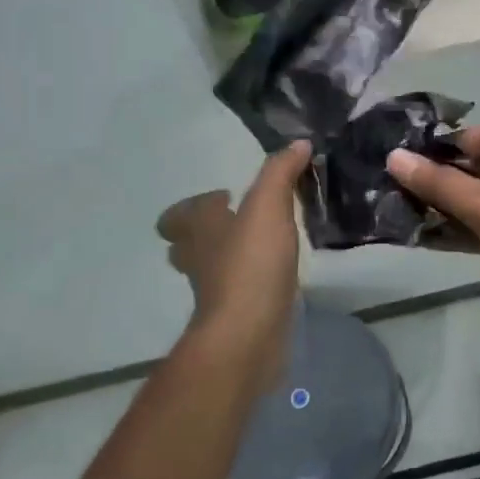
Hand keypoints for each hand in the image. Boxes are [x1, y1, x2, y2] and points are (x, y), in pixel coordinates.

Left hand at [155, 141, 310, 386]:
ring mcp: (214, 291)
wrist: (247, 334)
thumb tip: (298, 144)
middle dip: (205, 232)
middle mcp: (199, 258)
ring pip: (210, 268)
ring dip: (227, 257)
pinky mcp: (234, 315)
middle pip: (186, 243)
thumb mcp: (269, 207)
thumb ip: (281, 173)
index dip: (198, 204)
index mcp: (200, 228)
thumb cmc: (251, 264)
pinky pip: (236, 291)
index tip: (227, 196)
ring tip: (261, 246)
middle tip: (237, 222)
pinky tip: (275, 276)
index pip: (181, 214)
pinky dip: (249, 281)